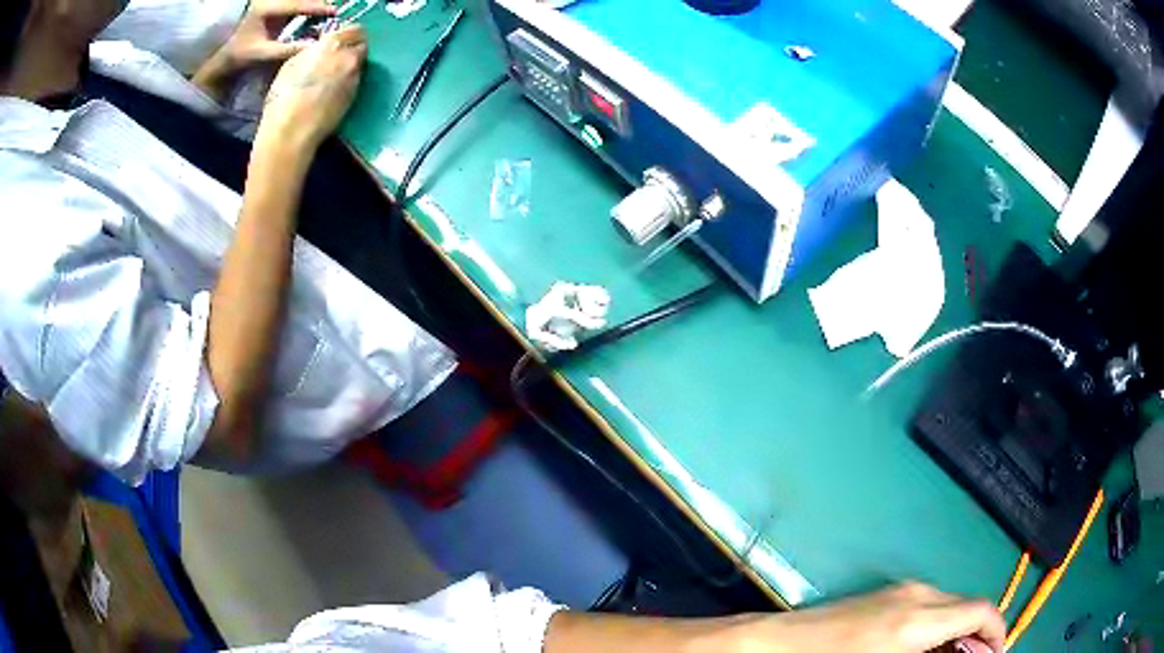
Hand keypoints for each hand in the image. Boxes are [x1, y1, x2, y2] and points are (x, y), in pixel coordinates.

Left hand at [192, 0, 337, 99]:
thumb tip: (313, 47)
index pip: (296, 5)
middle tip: (337, 11)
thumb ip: (287, 49)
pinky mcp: (280, 7)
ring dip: (317, 5)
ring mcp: (276, 3)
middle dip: (320, 3)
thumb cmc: (243, 57)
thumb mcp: (264, 54)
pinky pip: (300, 5)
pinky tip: (323, 14)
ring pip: (302, 1)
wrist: (229, 56)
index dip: (316, 7)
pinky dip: (312, 8)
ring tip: (332, 13)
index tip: (333, 11)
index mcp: (267, 9)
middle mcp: (272, 1)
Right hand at [259, 25, 367, 149]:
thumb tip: (319, 49)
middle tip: (339, 55)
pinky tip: (335, 88)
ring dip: (351, 64)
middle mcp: (349, 57)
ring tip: (335, 72)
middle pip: (361, 45)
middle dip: (353, 47)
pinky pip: (356, 80)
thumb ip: (311, 51)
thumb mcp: (291, 64)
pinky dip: (349, 79)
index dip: (348, 33)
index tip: (340, 38)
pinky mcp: (356, 96)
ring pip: (360, 63)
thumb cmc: (284, 96)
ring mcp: (355, 77)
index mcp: (333, 44)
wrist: (292, 131)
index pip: (354, 29)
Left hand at [728, 583, 1005, 652]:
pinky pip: (929, 606)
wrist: (780, 644)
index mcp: (920, 617)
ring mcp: (901, 590)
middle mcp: (917, 594)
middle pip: (968, 606)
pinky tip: (929, 647)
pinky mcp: (887, 594)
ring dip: (959, 630)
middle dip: (978, 634)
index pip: (980, 611)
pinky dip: (939, 624)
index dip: (996, 633)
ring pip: (950, 605)